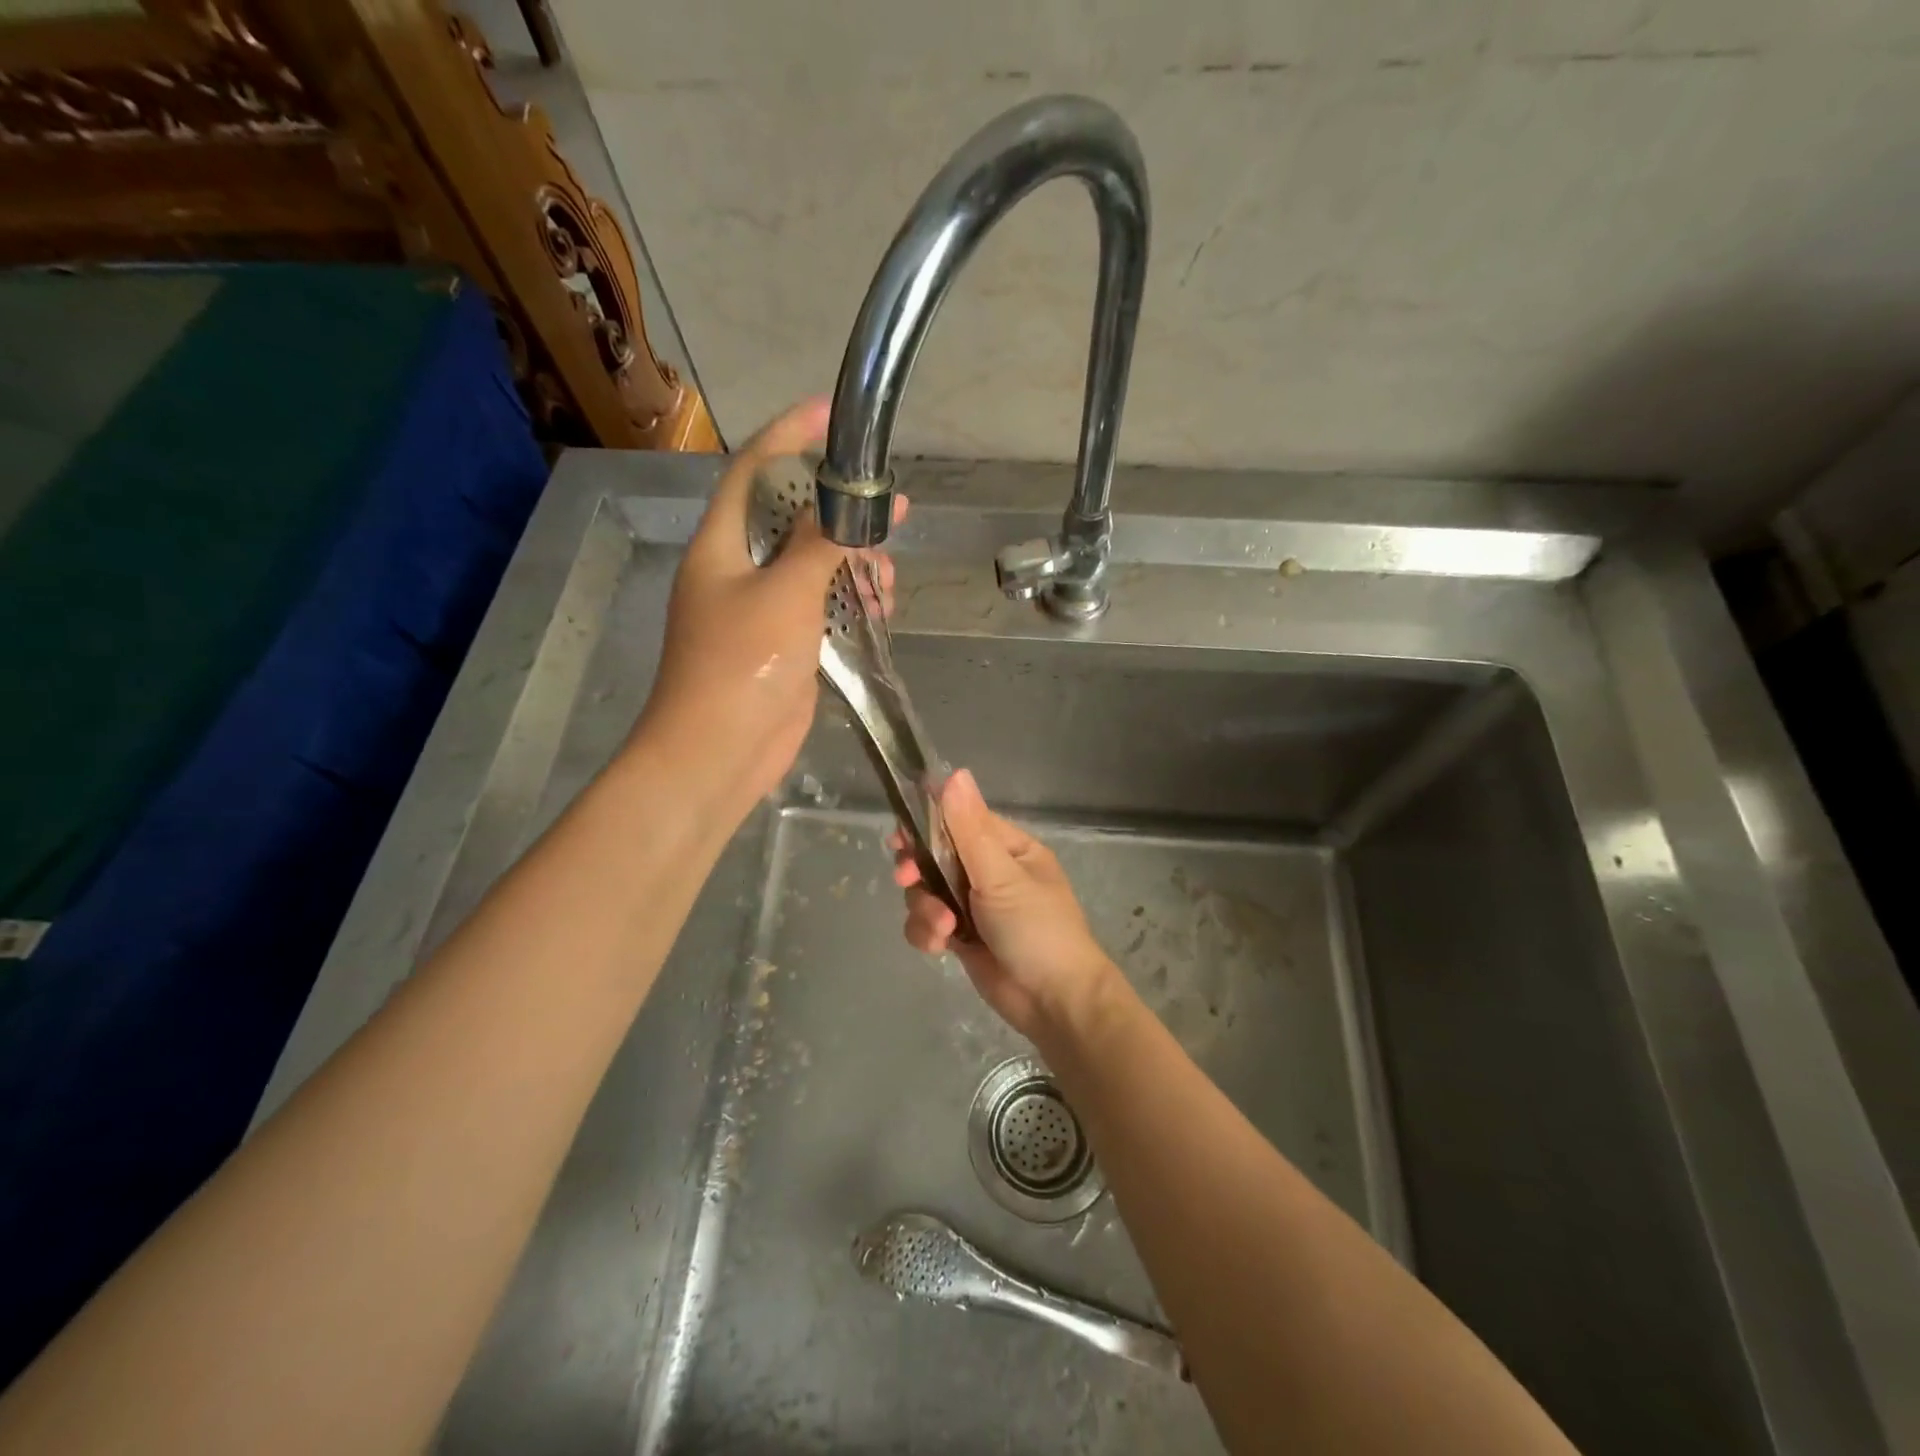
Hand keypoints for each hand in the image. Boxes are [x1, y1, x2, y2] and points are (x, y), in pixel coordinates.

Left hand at [635, 398, 897, 823]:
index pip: (753, 470)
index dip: (790, 435)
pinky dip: (850, 602)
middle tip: (886, 513)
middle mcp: (739, 569)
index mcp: (722, 545)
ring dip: (853, 563)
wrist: (718, 752)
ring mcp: (762, 608)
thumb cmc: (741, 666)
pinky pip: (822, 606)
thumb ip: (819, 544)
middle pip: (791, 516)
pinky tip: (879, 609)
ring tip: (886, 579)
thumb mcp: (784, 594)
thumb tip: (854, 503)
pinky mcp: (785, 643)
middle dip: (839, 511)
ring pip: (813, 565)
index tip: (832, 413)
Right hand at [890, 770, 1117, 1038]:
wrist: (1054, 1003)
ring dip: (925, 909)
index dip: (927, 825)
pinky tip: (940, 947)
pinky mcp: (962, 937)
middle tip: (908, 878)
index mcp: (1008, 848)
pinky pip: (928, 923)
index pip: (959, 821)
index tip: (901, 836)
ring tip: (944, 928)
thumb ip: (969, 828)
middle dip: (919, 870)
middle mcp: (990, 872)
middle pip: (935, 856)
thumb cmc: (1036, 929)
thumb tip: (955, 773)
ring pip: (926, 891)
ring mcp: (974, 905)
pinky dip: (927, 933)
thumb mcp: (1001, 875)